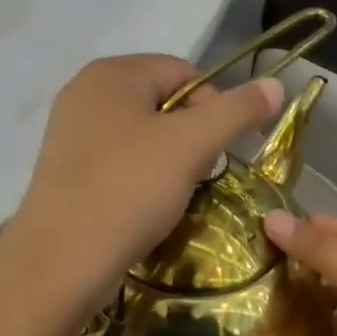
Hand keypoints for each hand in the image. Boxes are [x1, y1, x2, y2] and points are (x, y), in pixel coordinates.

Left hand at [13, 55, 283, 305]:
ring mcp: (70, 134)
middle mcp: (85, 94)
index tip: (216, 151)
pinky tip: (143, 207)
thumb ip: (237, 110)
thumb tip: (276, 84)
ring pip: (143, 135)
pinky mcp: (66, 172)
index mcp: (111, 73)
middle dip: (191, 137)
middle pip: (164, 103)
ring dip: (169, 161)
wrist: (60, 263)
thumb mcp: (192, 144)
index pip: (184, 72)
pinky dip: (140, 179)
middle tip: (195, 175)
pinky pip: (119, 162)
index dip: (213, 107)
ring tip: (170, 195)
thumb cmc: (129, 189)